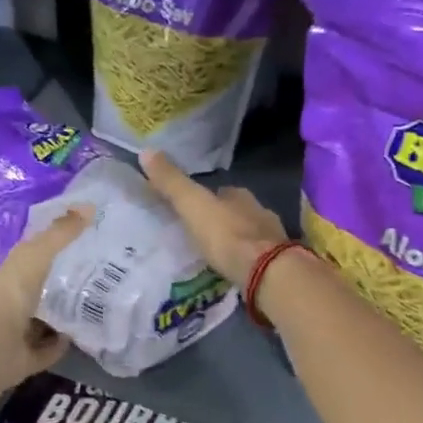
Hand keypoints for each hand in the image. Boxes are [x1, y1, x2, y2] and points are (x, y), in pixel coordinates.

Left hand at [0, 208, 91, 392]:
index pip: (24, 262)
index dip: (46, 253)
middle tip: (91, 279)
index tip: (75, 248)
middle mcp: (1, 307)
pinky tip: (77, 339)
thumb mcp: (34, 258)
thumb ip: (59, 235)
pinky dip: (57, 346)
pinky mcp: (18, 363)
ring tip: (91, 308)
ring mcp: (8, 337)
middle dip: (55, 288)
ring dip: (58, 319)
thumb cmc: (4, 299)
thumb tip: (90, 206)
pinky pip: (42, 352)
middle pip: (31, 294)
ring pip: (37, 325)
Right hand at [141, 150, 288, 288]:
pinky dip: (244, 261)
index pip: (219, 191)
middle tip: (199, 234)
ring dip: (233, 241)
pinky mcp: (276, 263)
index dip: (204, 198)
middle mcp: (258, 211)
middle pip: (235, 212)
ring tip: (213, 255)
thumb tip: (146, 151)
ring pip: (247, 234)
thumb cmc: (227, 236)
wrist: (267, 272)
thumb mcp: (193, 206)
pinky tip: (233, 271)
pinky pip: (256, 258)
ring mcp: (271, 238)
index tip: (189, 208)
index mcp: (239, 195)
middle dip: (220, 220)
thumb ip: (172, 183)